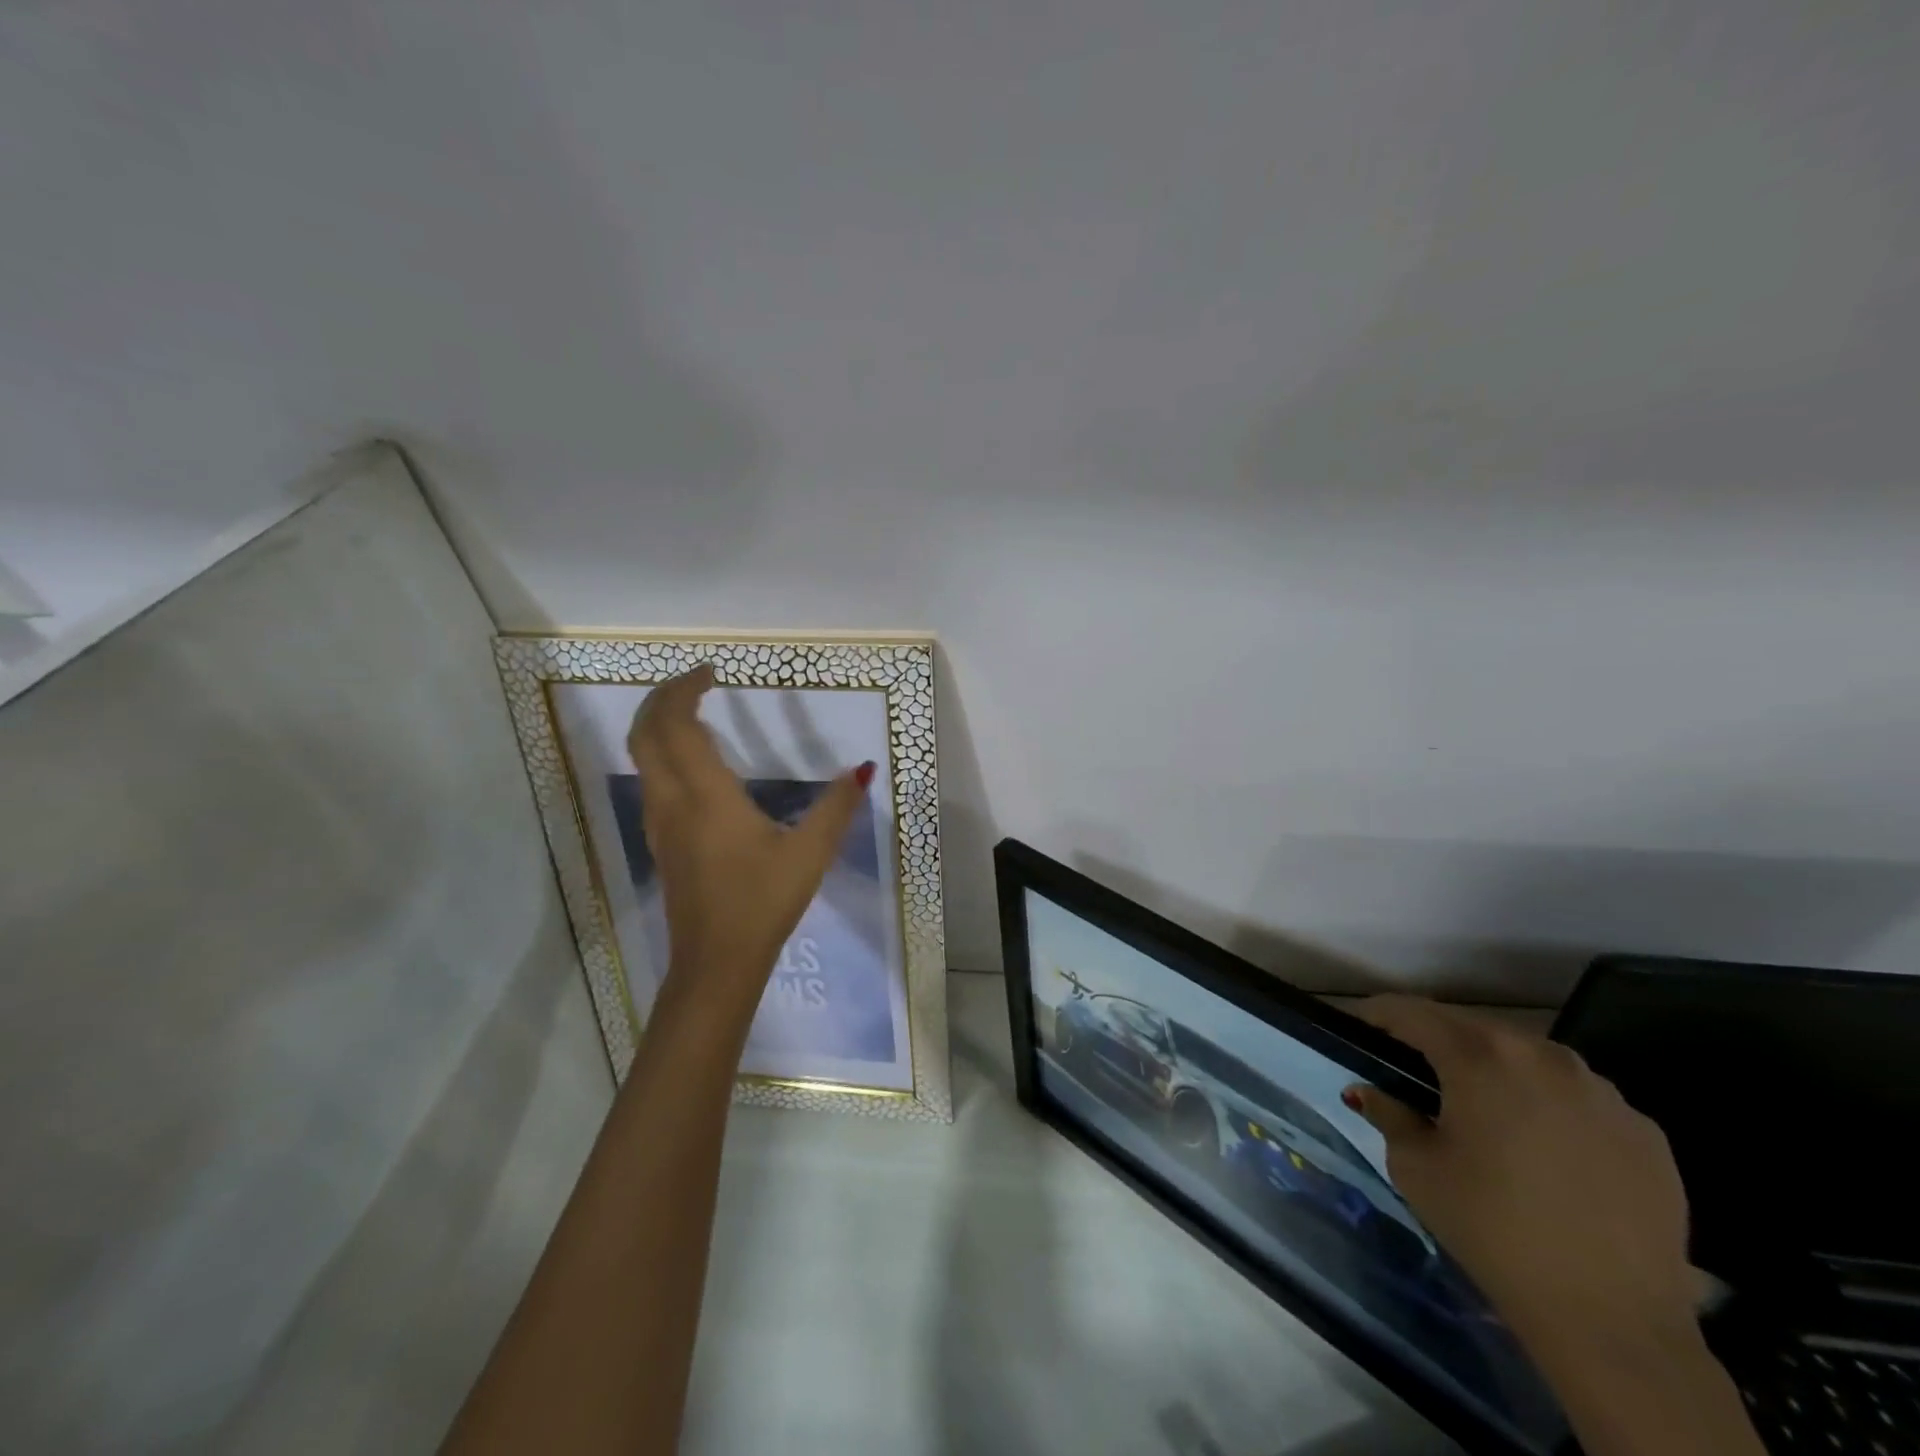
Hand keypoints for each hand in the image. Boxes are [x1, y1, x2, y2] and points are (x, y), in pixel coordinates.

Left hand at [626, 664, 872, 1003]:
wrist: (716, 961)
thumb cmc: (762, 902)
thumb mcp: (810, 853)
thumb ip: (837, 807)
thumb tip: (863, 769)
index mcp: (706, 795)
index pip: (678, 725)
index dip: (685, 690)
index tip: (711, 672)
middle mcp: (673, 801)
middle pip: (645, 733)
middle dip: (662, 698)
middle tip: (695, 682)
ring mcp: (661, 823)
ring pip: (642, 757)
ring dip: (658, 725)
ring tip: (694, 712)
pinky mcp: (662, 842)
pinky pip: (651, 780)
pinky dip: (662, 753)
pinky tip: (695, 765)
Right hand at [1345, 996, 1696, 1348]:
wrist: (1615, 1323)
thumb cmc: (1493, 1231)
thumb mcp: (1416, 1168)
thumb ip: (1388, 1113)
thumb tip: (1371, 1091)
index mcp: (1480, 1056)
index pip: (1412, 1012)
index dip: (1378, 1016)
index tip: (1359, 1030)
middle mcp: (1543, 1055)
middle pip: (1473, 1030)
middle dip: (1439, 1044)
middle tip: (1416, 1077)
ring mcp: (1603, 1091)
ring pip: (1530, 1060)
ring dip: (1498, 1073)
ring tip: (1486, 1116)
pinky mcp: (1646, 1132)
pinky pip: (1580, 1100)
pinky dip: (1551, 1109)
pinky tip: (1546, 1155)